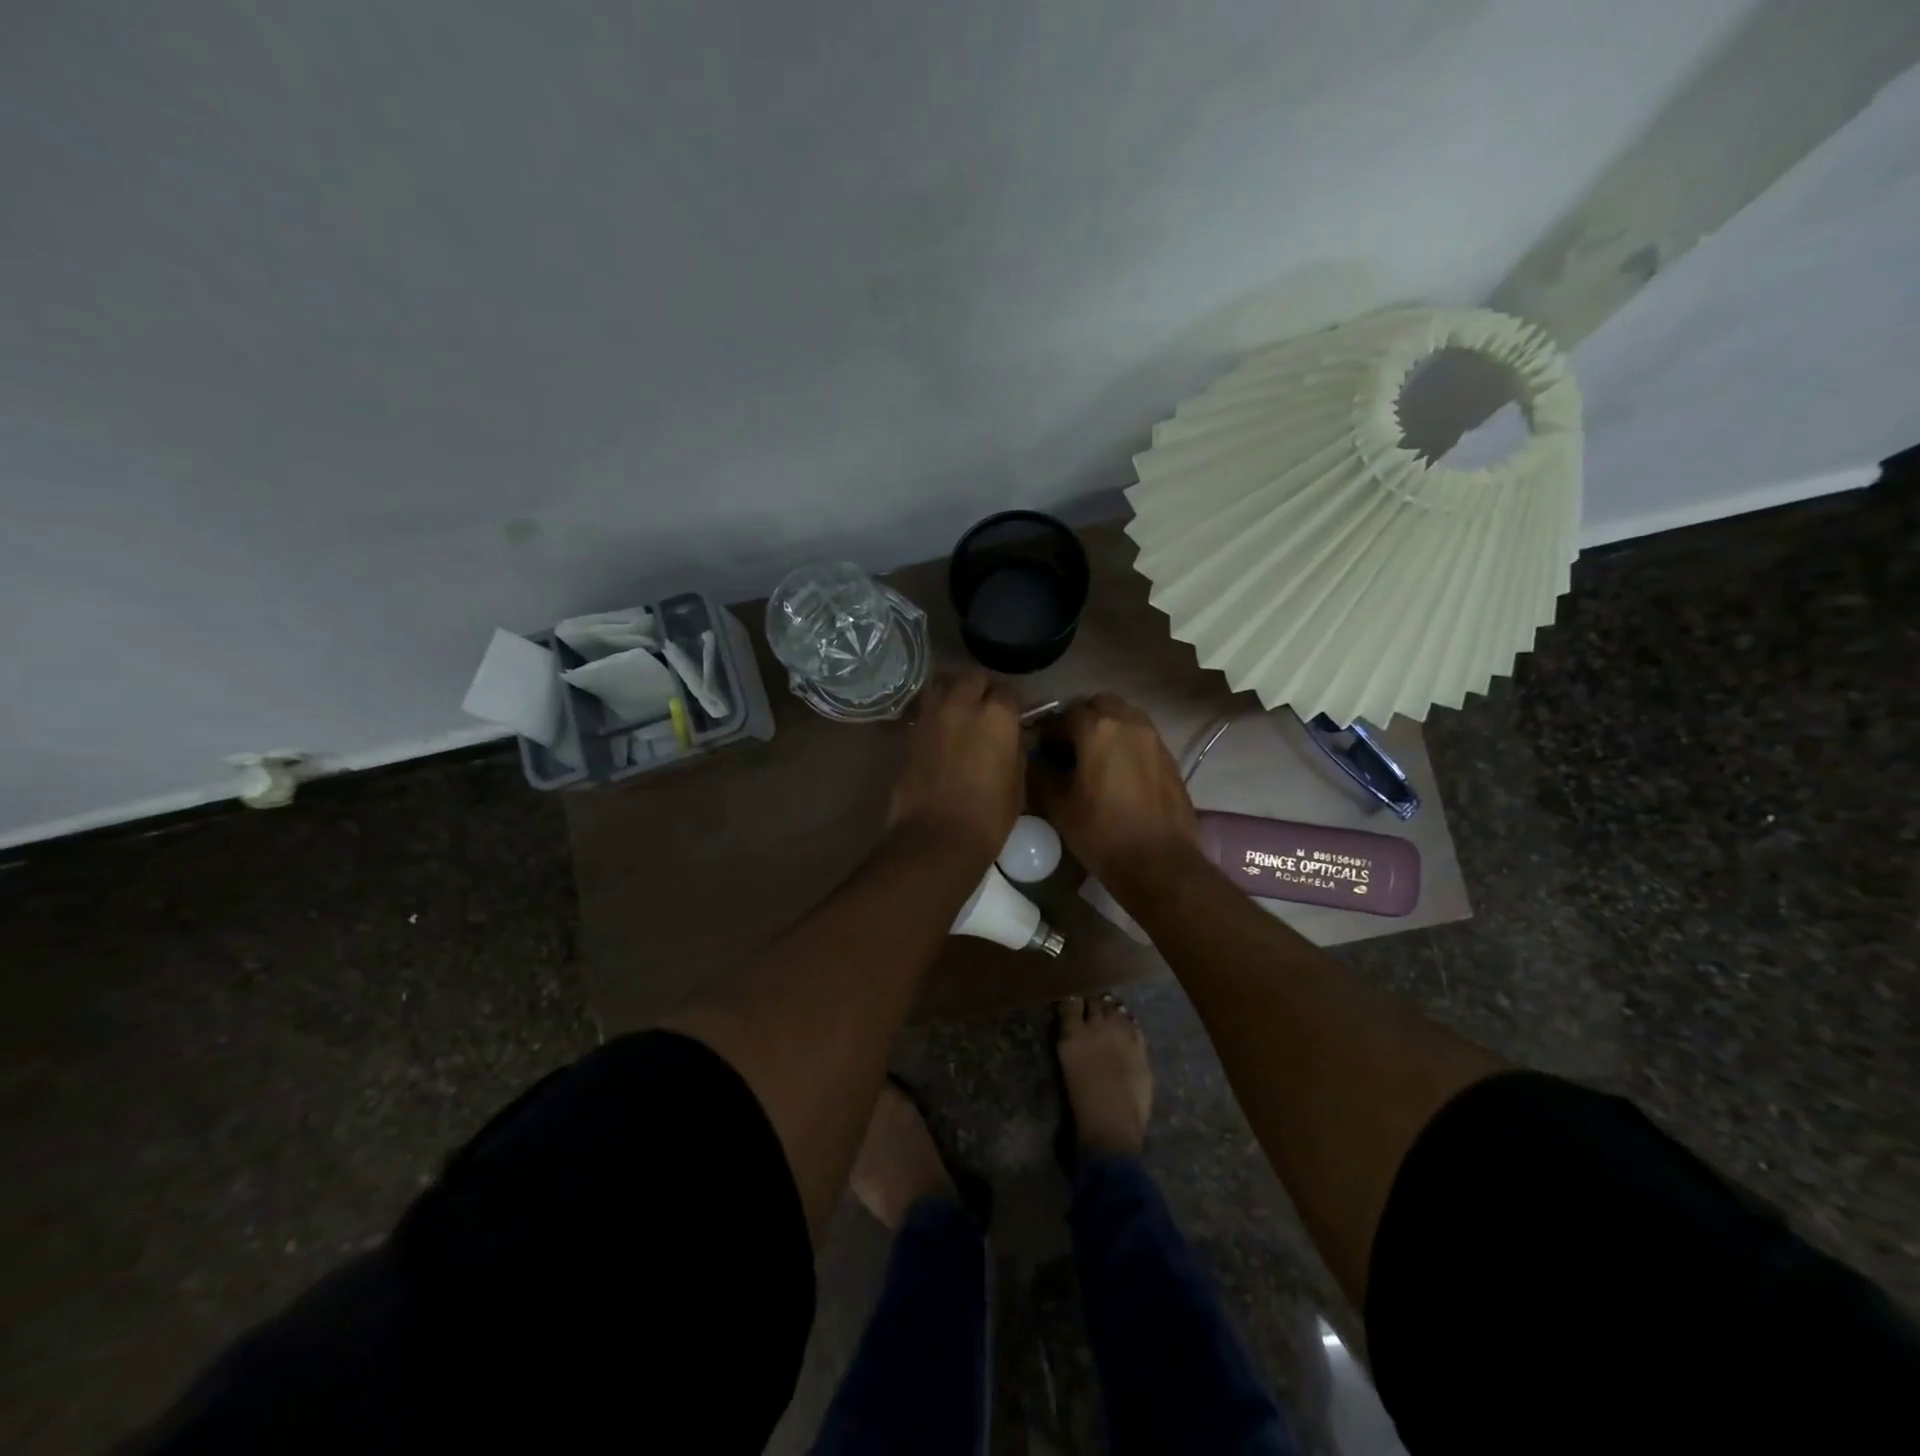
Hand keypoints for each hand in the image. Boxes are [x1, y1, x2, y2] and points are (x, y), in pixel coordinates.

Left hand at [887, 670, 1023, 863]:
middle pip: (973, 678)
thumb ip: (1015, 749)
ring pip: (944, 685)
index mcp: (997, 715)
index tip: (1015, 717)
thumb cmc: (988, 816)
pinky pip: (927, 709)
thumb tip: (1012, 737)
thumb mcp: (1017, 782)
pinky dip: (937, 712)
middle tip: (988, 709)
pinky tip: (944, 731)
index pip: (1009, 692)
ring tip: (963, 712)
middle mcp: (962, 705)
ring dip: (955, 692)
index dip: (1013, 704)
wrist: (937, 838)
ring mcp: (931, 716)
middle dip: (983, 689)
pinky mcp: (910, 732)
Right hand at [1030, 693, 1199, 884]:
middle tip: (1068, 749)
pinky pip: (1141, 737)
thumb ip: (1040, 775)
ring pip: (1124, 717)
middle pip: (1099, 704)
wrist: (1160, 864)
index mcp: (1098, 729)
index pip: (1065, 714)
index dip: (1048, 730)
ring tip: (1093, 760)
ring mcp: (1154, 739)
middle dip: (1081, 720)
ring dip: (1106, 728)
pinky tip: (1117, 774)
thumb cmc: (1102, 834)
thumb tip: (1033, 760)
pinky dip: (1125, 744)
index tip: (1041, 751)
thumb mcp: (1058, 807)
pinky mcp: (1169, 758)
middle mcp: (1129, 723)